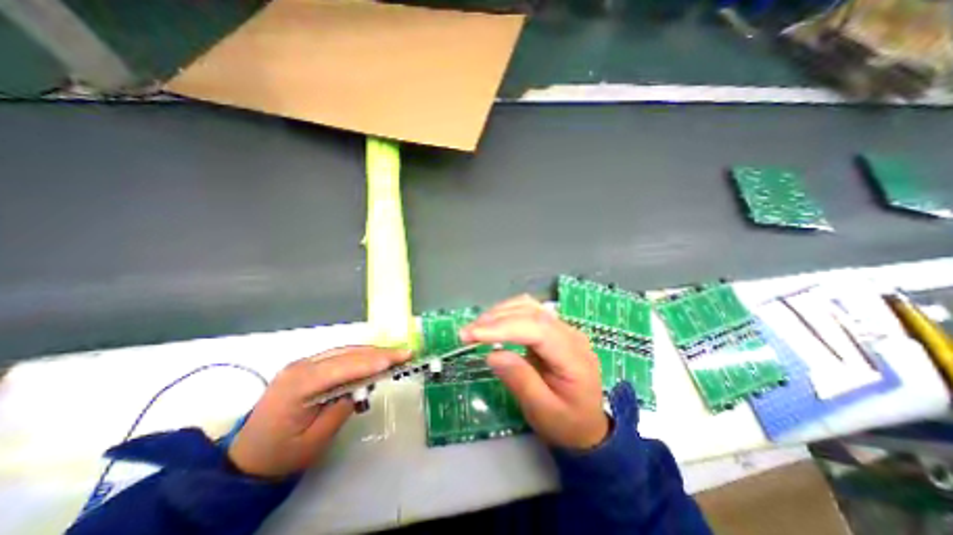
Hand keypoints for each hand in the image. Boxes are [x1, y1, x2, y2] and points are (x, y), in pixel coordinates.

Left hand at [231, 347, 413, 479]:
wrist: (247, 458)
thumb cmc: (280, 455)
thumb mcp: (314, 440)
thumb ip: (340, 409)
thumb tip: (361, 388)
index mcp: (297, 385)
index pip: (340, 367)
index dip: (370, 362)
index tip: (395, 360)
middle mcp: (301, 366)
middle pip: (347, 354)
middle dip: (379, 353)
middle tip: (405, 353)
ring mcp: (305, 363)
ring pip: (346, 351)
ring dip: (373, 352)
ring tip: (397, 354)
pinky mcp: (310, 366)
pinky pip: (340, 356)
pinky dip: (362, 357)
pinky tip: (377, 358)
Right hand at [461, 297, 609, 451]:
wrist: (589, 424)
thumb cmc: (567, 423)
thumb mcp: (544, 412)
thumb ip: (521, 381)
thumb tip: (492, 354)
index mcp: (574, 356)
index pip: (537, 329)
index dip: (503, 328)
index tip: (472, 335)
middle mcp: (570, 333)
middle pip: (531, 312)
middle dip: (495, 319)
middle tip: (466, 334)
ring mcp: (563, 327)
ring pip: (528, 306)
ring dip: (499, 313)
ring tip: (476, 329)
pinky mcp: (553, 328)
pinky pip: (528, 312)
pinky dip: (506, 314)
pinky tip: (493, 324)